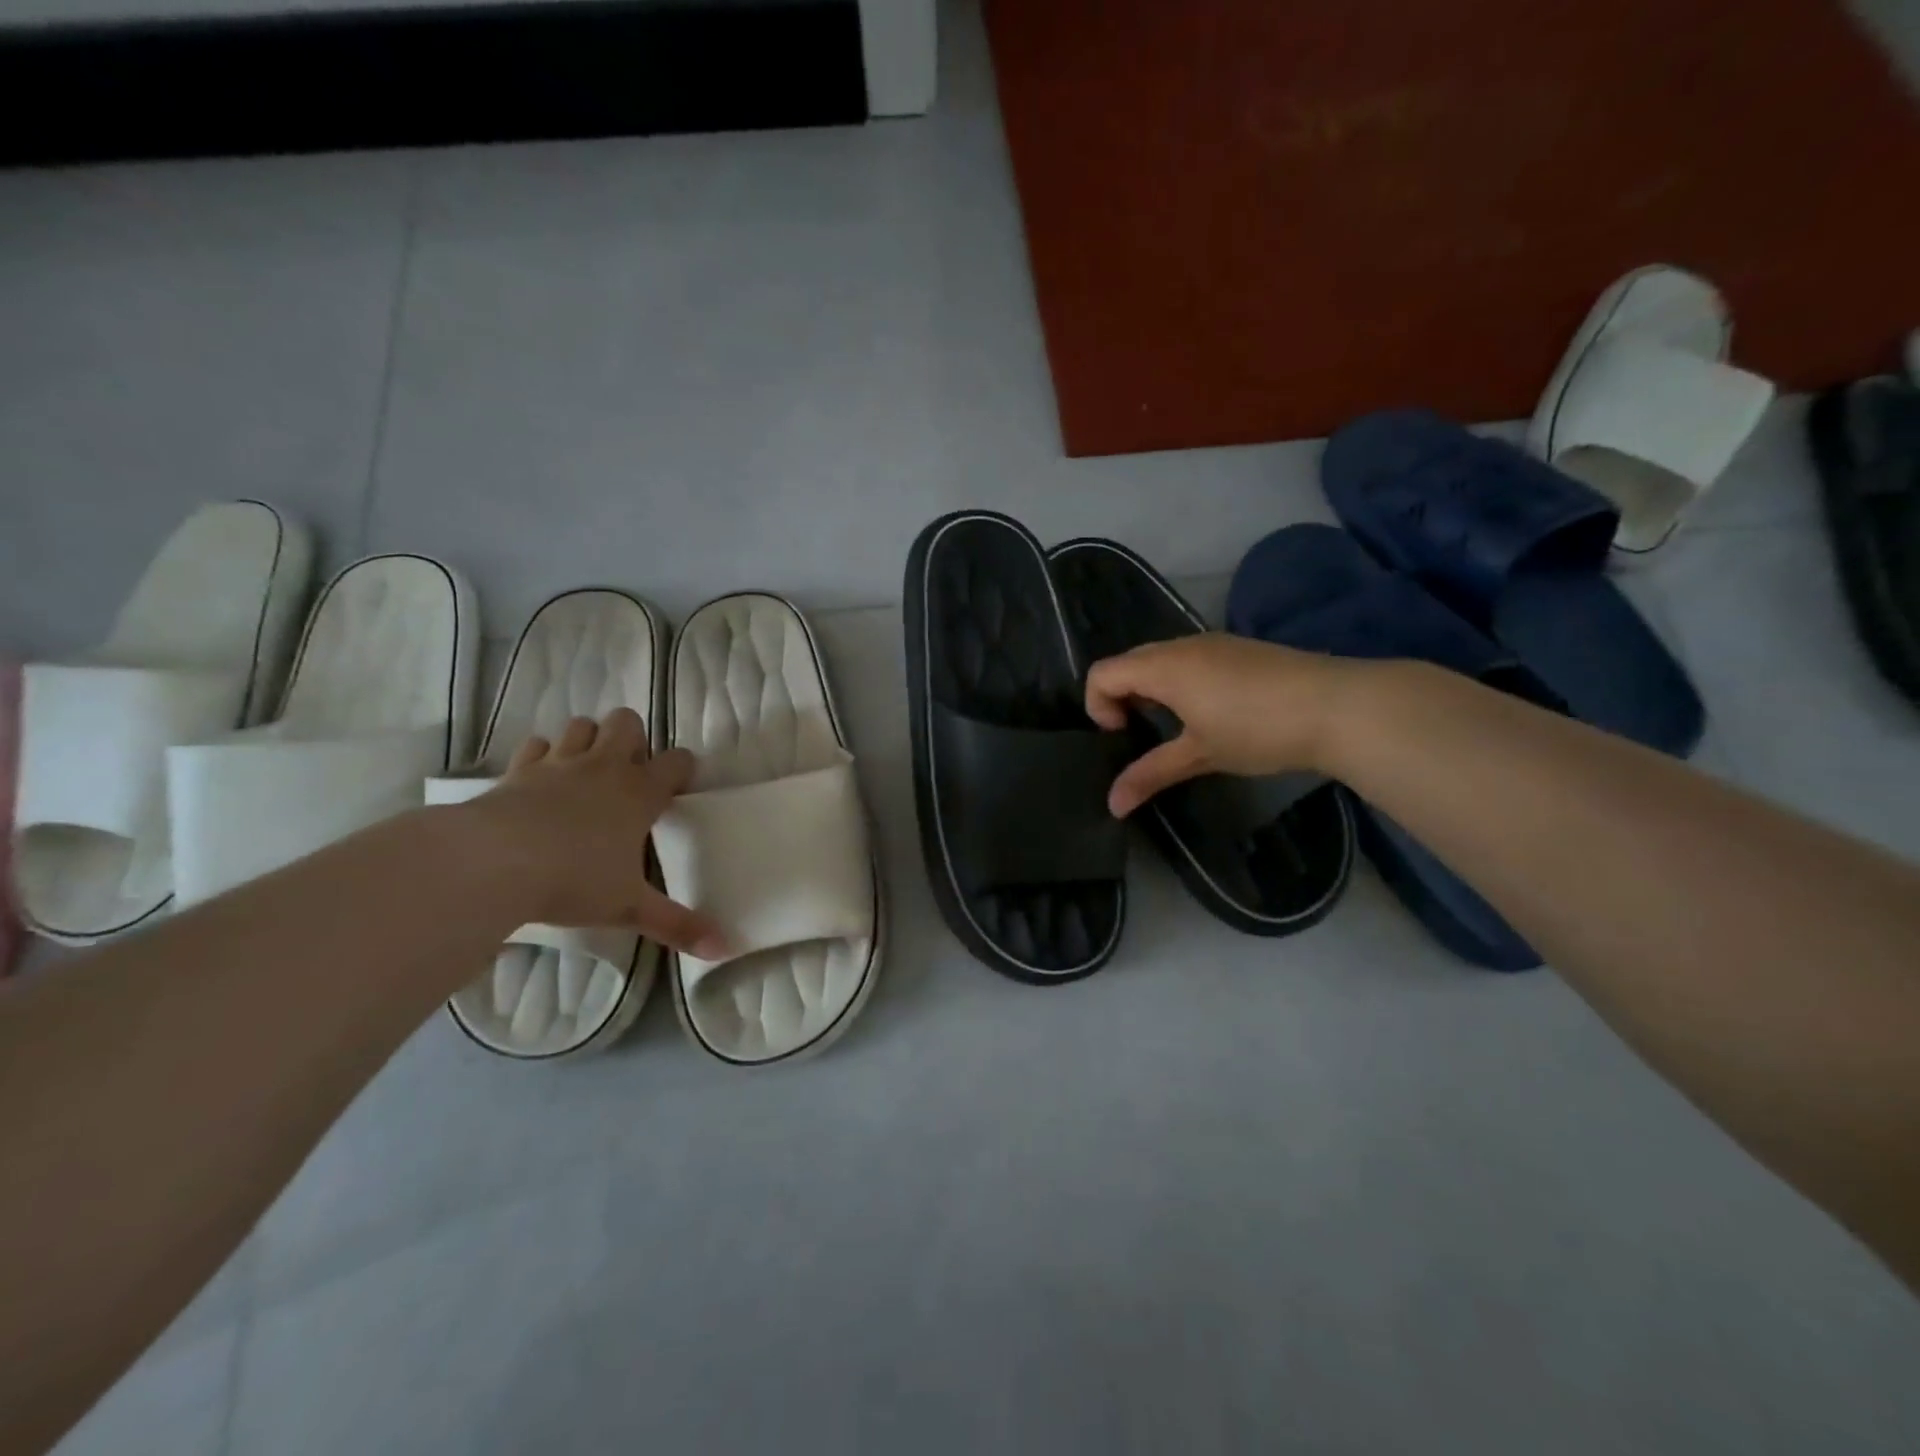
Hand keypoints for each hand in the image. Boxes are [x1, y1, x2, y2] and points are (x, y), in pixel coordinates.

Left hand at [459, 708, 726, 958]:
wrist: (492, 863)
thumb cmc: (574, 880)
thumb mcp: (629, 908)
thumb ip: (678, 925)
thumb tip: (727, 948)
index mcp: (640, 793)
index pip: (677, 761)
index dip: (682, 769)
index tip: (677, 789)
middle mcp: (604, 768)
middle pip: (627, 723)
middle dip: (631, 739)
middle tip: (627, 775)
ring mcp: (559, 763)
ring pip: (582, 726)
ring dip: (588, 741)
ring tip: (586, 772)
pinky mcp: (519, 769)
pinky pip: (537, 745)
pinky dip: (543, 755)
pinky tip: (541, 780)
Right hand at [1085, 634, 1353, 816]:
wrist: (1339, 706)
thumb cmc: (1258, 730)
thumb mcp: (1200, 755)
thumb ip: (1150, 774)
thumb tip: (1112, 806)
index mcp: (1164, 666)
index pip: (1102, 673)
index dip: (1098, 707)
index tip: (1123, 738)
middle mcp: (1182, 645)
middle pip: (1128, 662)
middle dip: (1122, 698)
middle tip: (1142, 735)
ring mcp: (1214, 642)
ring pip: (1160, 658)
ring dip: (1152, 689)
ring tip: (1176, 728)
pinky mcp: (1239, 649)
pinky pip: (1189, 658)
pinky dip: (1179, 681)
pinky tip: (1210, 713)